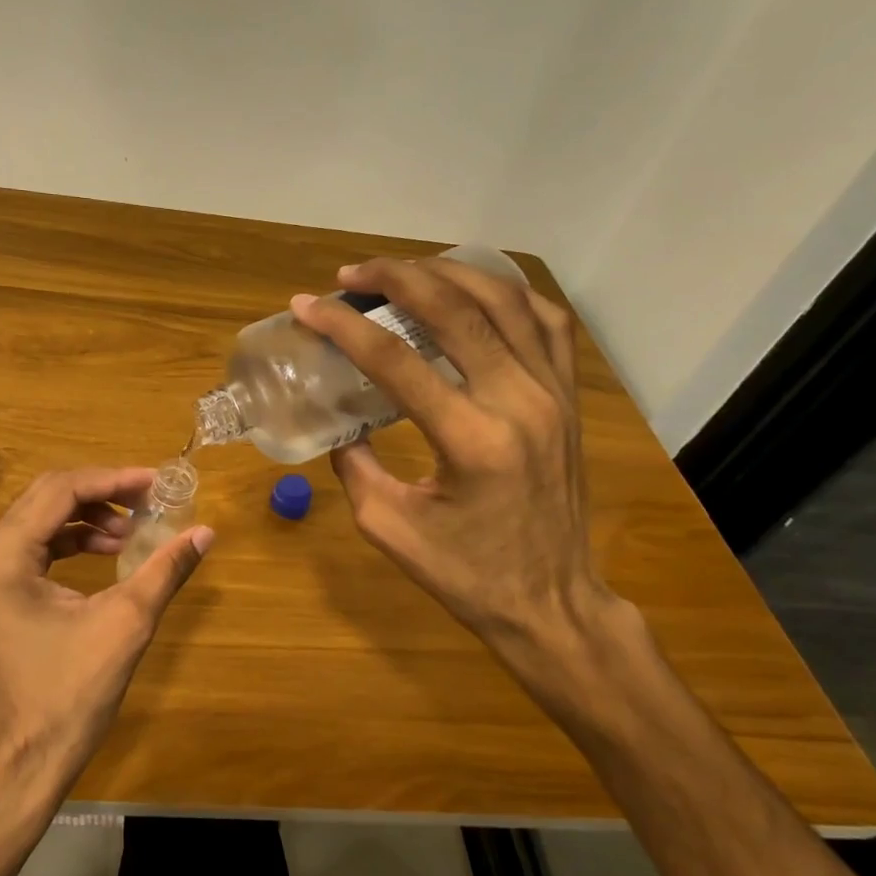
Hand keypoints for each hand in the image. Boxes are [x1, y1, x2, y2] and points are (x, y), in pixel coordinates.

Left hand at [0, 468, 213, 797]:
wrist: (25, 761)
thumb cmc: (70, 695)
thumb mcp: (125, 624)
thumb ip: (165, 570)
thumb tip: (205, 532)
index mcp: (6, 555)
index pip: (62, 490)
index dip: (113, 479)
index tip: (157, 483)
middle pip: (48, 497)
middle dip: (103, 492)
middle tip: (150, 499)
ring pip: (43, 519)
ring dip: (90, 517)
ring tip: (134, 531)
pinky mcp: (0, 594)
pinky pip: (39, 547)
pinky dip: (75, 541)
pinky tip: (110, 553)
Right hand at [292, 259, 629, 703]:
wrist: (551, 603)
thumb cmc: (465, 576)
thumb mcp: (388, 527)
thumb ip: (354, 464)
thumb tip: (337, 419)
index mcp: (470, 440)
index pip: (395, 360)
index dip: (343, 326)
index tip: (306, 306)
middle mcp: (519, 402)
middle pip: (454, 310)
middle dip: (395, 278)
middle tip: (350, 275)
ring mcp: (554, 394)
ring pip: (504, 302)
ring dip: (447, 275)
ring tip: (402, 272)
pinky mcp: (569, 397)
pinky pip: (546, 322)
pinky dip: (506, 294)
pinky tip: (472, 292)